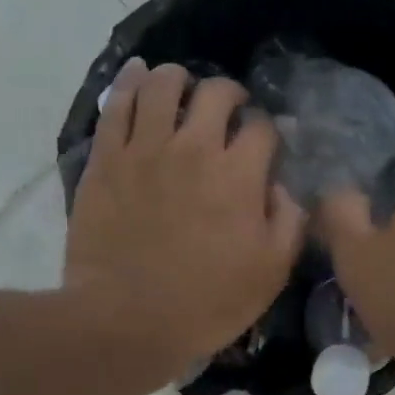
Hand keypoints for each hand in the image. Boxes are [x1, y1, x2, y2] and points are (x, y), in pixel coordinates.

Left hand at [65, 60, 304, 378]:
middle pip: (216, 93)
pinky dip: (130, 81)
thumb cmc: (205, 304)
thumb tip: (282, 187)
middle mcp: (194, 148)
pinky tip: (137, 73)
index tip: (264, 146)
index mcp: (238, 175)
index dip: (268, 132)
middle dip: (230, 95)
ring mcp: (145, 149)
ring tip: (182, 87)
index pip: (262, 128)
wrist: (126, 321)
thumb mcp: (270, 274)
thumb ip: (288, 222)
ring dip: (179, 78)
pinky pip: (117, 104)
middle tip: (227, 111)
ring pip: (163, 84)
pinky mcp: (106, 159)